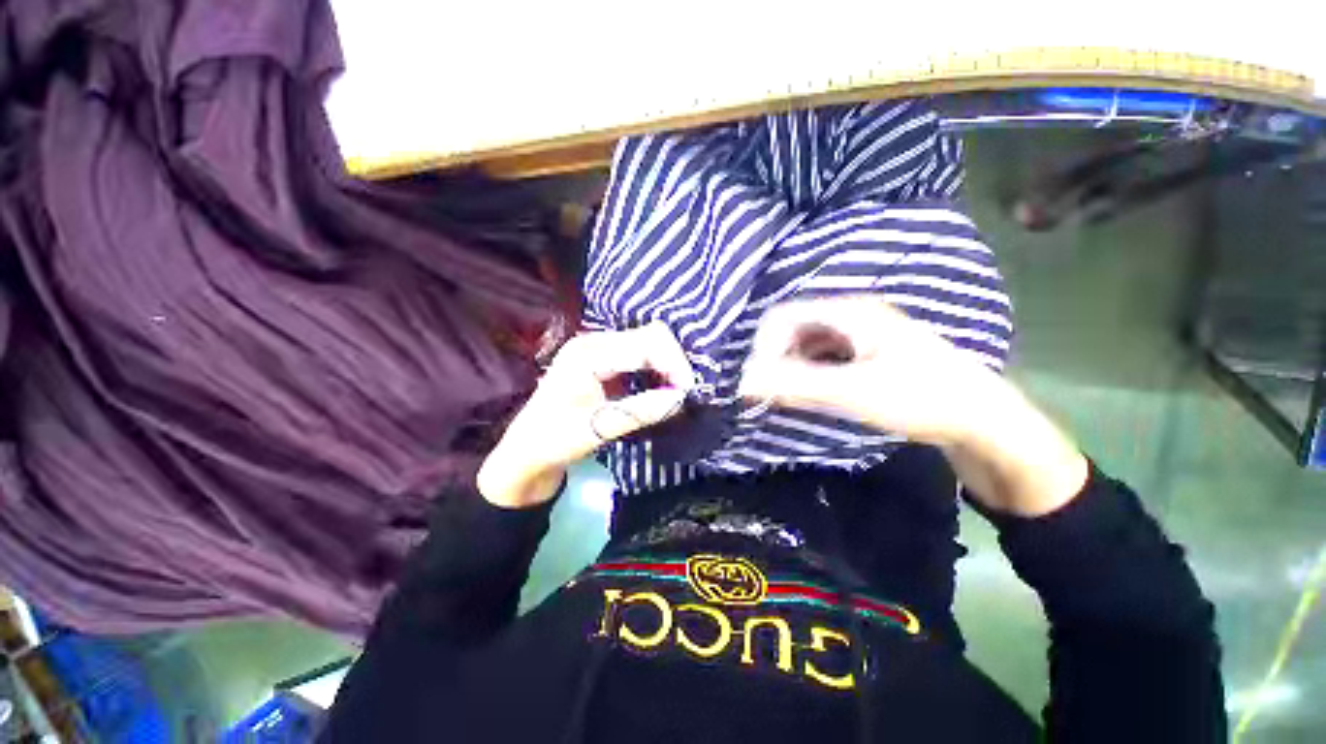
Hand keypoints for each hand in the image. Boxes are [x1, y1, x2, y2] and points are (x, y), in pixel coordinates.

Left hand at [477, 321, 694, 507]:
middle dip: (674, 361)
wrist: (527, 451)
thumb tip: (681, 398)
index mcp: (589, 354)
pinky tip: (661, 386)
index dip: (674, 363)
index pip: (647, 343)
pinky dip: (657, 367)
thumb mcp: (599, 428)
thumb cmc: (555, 440)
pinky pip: (640, 353)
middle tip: (684, 393)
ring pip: (648, 342)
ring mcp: (599, 348)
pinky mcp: (604, 360)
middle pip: (651, 335)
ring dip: (667, 364)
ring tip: (676, 391)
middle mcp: (595, 342)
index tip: (687, 392)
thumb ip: (642, 410)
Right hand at [738, 296, 1004, 446]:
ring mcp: (861, 334)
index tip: (761, 381)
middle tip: (771, 391)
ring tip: (787, 394)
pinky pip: (824, 356)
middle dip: (775, 357)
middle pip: (793, 328)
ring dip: (790, 365)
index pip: (783, 316)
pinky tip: (812, 391)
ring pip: (807, 343)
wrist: (983, 420)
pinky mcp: (867, 353)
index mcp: (849, 312)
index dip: (764, 346)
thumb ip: (795, 385)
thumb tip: (744, 383)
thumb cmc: (921, 399)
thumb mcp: (852, 392)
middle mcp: (852, 315)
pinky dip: (809, 371)